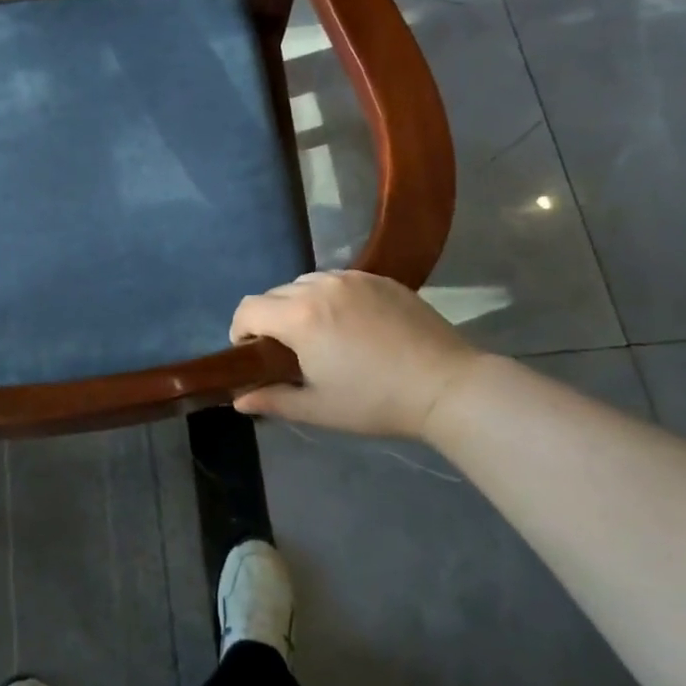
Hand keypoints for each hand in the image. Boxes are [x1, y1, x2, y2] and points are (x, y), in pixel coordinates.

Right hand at [229, 271, 485, 443]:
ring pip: (306, 282)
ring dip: (299, 304)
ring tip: (319, 334)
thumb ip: (273, 400)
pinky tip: (351, 324)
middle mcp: (320, 286)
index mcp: (299, 316)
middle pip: (275, 294)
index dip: (240, 330)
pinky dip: (330, 296)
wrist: (446, 385)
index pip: (248, 309)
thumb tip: (239, 401)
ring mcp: (352, 278)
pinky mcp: (379, 278)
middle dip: (269, 318)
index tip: (251, 353)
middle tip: (287, 350)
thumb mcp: (319, 408)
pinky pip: (338, 280)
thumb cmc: (376, 401)